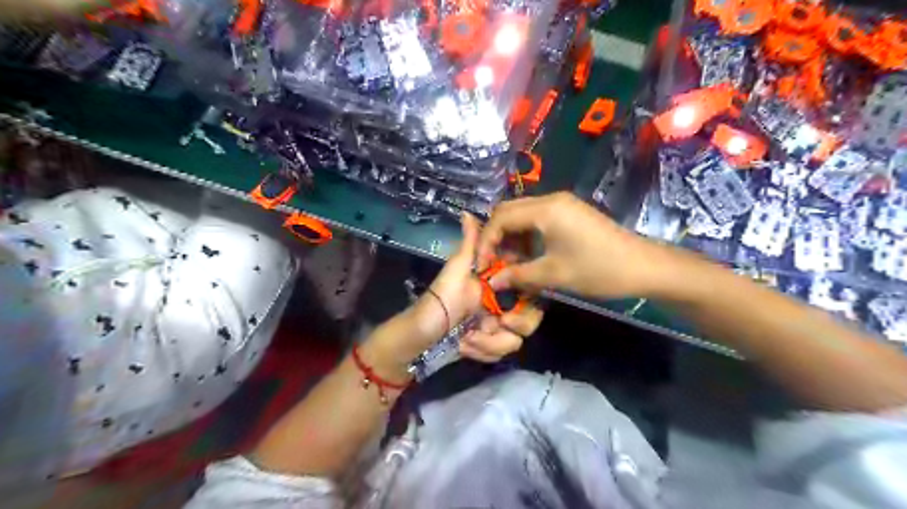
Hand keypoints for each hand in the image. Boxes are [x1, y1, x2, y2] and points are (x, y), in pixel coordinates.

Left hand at [422, 213, 540, 361]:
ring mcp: (497, 328)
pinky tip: (464, 346)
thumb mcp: (456, 270)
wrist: (421, 336)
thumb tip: (467, 213)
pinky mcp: (490, 346)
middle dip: (512, 327)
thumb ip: (469, 245)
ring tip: (467, 339)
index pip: (529, 289)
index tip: (508, 307)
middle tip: (492, 325)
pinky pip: (500, 353)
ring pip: (516, 341)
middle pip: (530, 320)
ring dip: (489, 344)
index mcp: (498, 284)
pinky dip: (482, 352)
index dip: (527, 298)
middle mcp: (503, 305)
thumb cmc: (440, 300)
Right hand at [477, 193, 676, 299]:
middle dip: (496, 237)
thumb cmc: (598, 269)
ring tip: (509, 263)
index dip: (486, 241)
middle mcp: (551, 200)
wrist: (643, 266)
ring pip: (523, 215)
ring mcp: (562, 205)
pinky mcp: (570, 213)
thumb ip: (518, 275)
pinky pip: (538, 219)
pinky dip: (527, 236)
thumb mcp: (553, 274)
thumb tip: (492, 281)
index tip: (481, 265)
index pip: (501, 217)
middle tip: (492, 262)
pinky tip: (528, 255)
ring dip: (511, 237)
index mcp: (546, 209)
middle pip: (509, 211)